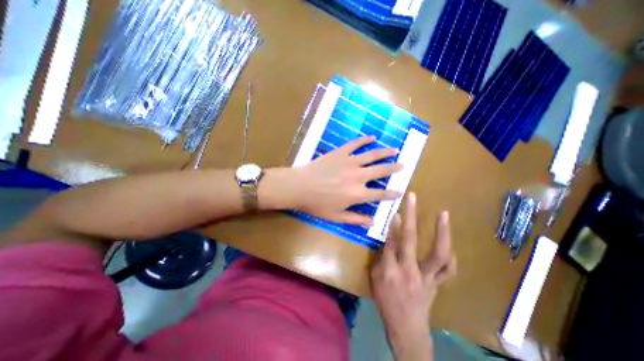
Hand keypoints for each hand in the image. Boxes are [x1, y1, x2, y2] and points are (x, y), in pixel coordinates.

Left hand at [291, 136, 401, 223]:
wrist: (300, 187)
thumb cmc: (317, 204)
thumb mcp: (337, 216)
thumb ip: (356, 219)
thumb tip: (373, 221)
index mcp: (358, 194)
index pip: (380, 194)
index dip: (392, 193)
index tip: (400, 190)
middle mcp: (359, 176)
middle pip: (381, 171)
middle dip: (393, 168)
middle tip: (403, 164)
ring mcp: (350, 162)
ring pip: (372, 155)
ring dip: (385, 152)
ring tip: (395, 150)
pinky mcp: (340, 153)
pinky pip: (355, 144)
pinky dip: (364, 140)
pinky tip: (372, 137)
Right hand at [371, 195, 454, 360]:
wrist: (406, 327)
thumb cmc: (385, 301)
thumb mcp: (375, 278)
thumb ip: (381, 257)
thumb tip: (387, 239)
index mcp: (391, 269)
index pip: (390, 241)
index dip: (392, 225)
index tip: (395, 210)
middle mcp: (410, 269)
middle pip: (410, 238)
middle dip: (410, 215)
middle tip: (412, 198)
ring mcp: (428, 276)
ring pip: (439, 253)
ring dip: (442, 232)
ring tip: (443, 214)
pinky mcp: (437, 283)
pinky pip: (449, 269)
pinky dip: (450, 256)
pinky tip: (449, 244)